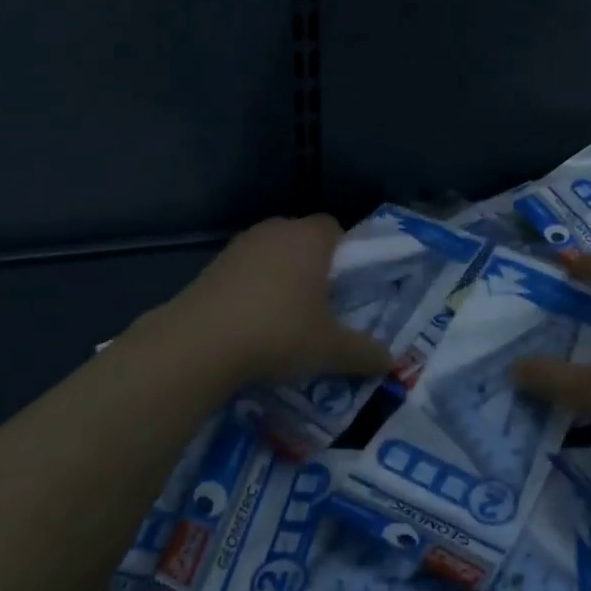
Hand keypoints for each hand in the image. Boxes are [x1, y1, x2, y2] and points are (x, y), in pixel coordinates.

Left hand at [141, 215, 391, 386]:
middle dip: (314, 266)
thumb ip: (364, 353)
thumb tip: (391, 362)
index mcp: (310, 238)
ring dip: (281, 277)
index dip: (345, 253)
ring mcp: (241, 245)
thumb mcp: (329, 350)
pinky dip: (253, 289)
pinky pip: (246, 270)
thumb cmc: (278, 333)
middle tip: (321, 304)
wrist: (199, 344)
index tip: (347, 285)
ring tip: (285, 317)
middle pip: (303, 239)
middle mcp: (276, 230)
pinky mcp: (213, 265)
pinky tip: (252, 323)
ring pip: (273, 254)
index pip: (335, 228)